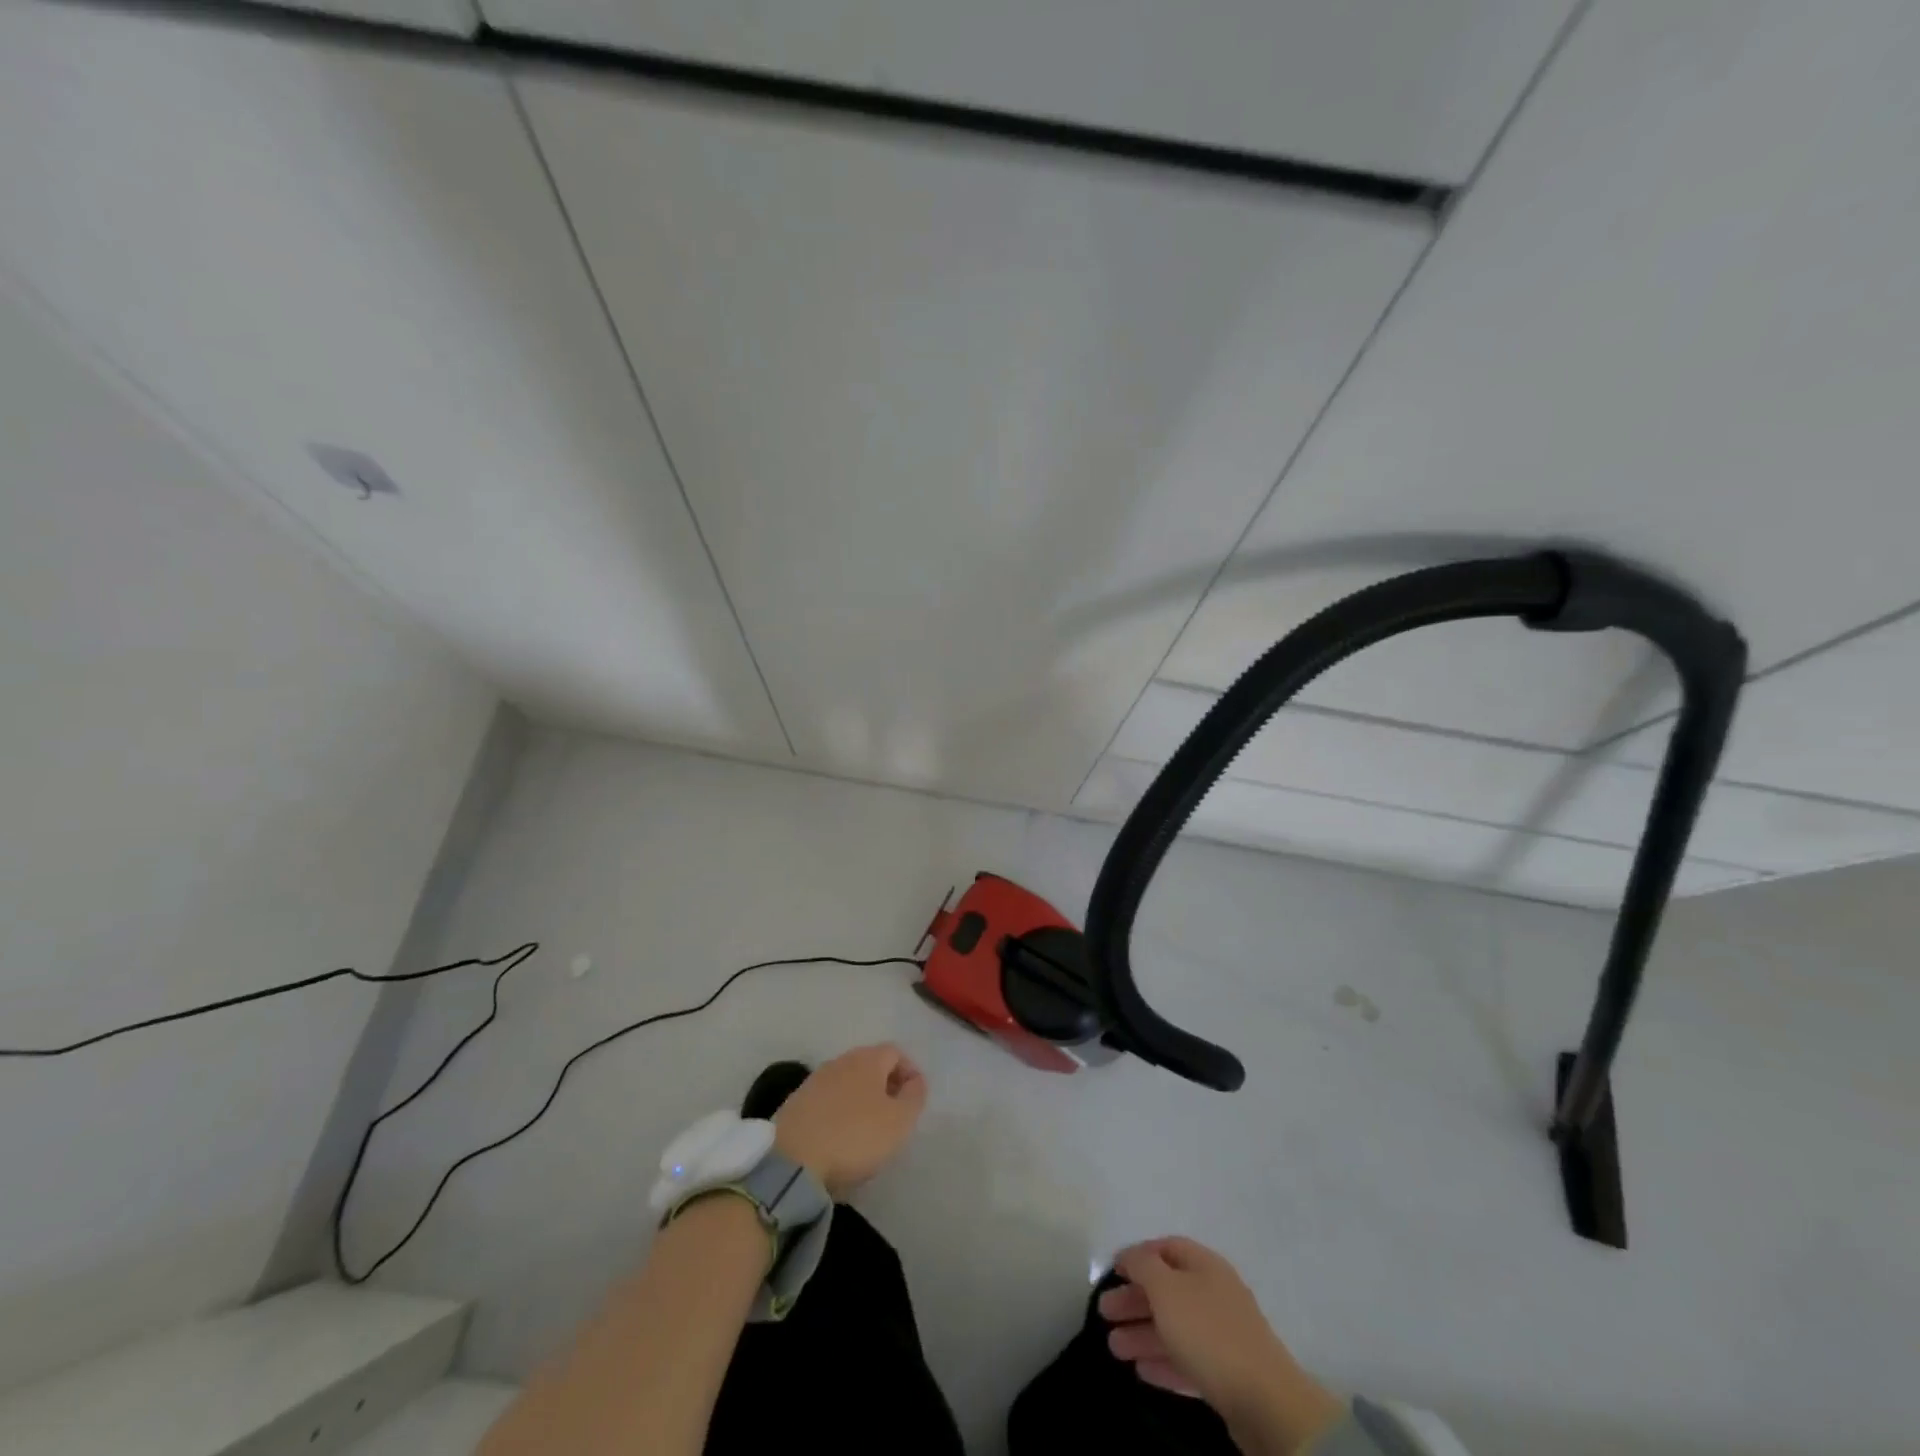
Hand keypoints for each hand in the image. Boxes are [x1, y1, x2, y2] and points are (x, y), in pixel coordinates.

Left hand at [772, 1044, 927, 1198]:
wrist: (792, 1161)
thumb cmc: (854, 1136)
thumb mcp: (899, 1121)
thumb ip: (914, 1097)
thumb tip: (916, 1081)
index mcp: (867, 1059)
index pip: (895, 1052)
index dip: (909, 1072)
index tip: (915, 1099)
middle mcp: (840, 1061)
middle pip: (870, 1064)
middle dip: (885, 1084)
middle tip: (894, 1114)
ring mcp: (815, 1080)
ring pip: (847, 1081)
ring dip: (861, 1098)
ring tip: (868, 1128)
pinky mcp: (796, 1102)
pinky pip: (827, 1099)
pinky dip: (839, 1111)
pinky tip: (840, 1136)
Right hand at [1100, 1238, 1342, 1452]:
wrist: (1266, 1401)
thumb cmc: (1208, 1332)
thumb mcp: (1167, 1289)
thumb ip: (1143, 1266)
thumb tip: (1131, 1256)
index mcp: (1205, 1265)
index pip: (1166, 1248)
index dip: (1138, 1256)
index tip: (1112, 1271)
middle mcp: (1214, 1293)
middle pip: (1167, 1289)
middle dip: (1134, 1300)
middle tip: (1103, 1313)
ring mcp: (1222, 1335)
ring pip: (1174, 1327)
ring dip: (1142, 1333)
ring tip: (1113, 1347)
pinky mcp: (1226, 1374)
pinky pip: (1187, 1359)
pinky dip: (1162, 1361)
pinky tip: (1141, 1370)